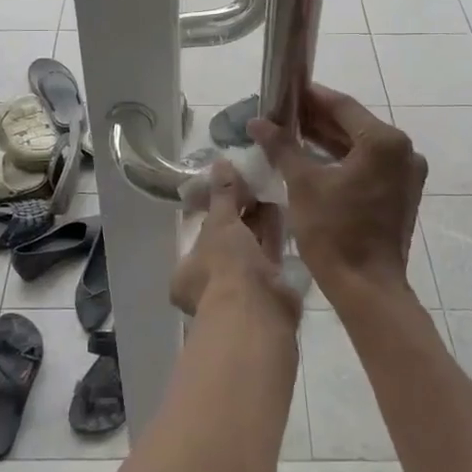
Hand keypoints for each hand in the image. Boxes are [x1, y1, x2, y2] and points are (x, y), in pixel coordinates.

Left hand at [170, 161, 297, 320]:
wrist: (257, 310)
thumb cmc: (224, 266)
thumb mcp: (220, 223)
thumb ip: (222, 193)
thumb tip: (220, 161)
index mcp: (187, 273)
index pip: (200, 236)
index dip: (215, 211)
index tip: (230, 189)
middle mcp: (211, 284)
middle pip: (227, 242)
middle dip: (240, 214)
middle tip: (254, 183)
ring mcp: (240, 290)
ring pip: (250, 248)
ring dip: (259, 221)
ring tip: (270, 188)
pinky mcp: (268, 290)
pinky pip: (269, 254)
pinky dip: (274, 233)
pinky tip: (283, 207)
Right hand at [250, 85, 426, 300]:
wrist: (366, 287)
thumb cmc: (334, 232)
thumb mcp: (303, 184)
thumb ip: (282, 146)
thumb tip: (257, 121)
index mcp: (384, 142)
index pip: (342, 106)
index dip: (310, 97)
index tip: (284, 91)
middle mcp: (403, 151)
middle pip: (353, 124)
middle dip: (317, 119)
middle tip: (281, 113)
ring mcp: (406, 173)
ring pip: (361, 146)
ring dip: (328, 139)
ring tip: (291, 133)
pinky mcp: (401, 193)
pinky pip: (369, 165)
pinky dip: (343, 160)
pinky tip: (313, 159)